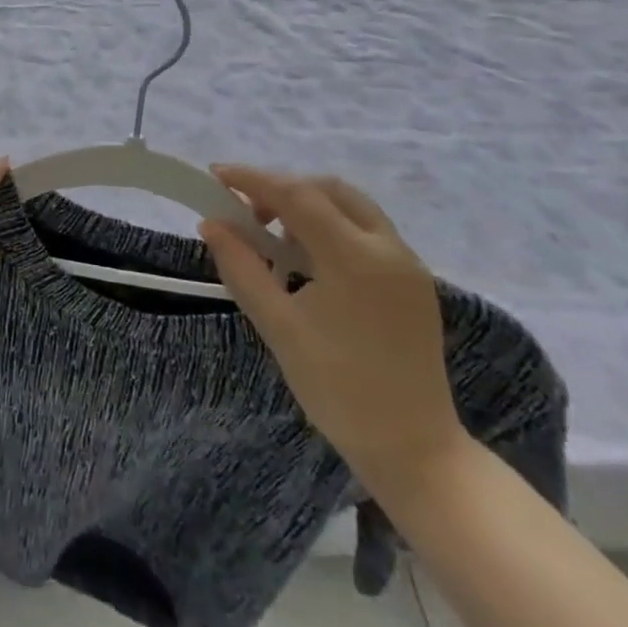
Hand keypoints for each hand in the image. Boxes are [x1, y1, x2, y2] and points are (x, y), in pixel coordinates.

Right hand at [199, 166, 465, 498]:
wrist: (415, 451)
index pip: (296, 195)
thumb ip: (242, 267)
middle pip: (327, 190)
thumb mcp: (279, 327)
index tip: (216, 175)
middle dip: (282, 189)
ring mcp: (408, 264)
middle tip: (246, 212)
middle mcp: (388, 248)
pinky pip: (367, 231)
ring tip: (274, 236)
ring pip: (351, 206)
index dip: (252, 179)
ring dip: (308, 205)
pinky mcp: (414, 282)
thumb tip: (211, 224)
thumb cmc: (339, 390)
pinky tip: (308, 259)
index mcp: (356, 258)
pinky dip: (331, 226)